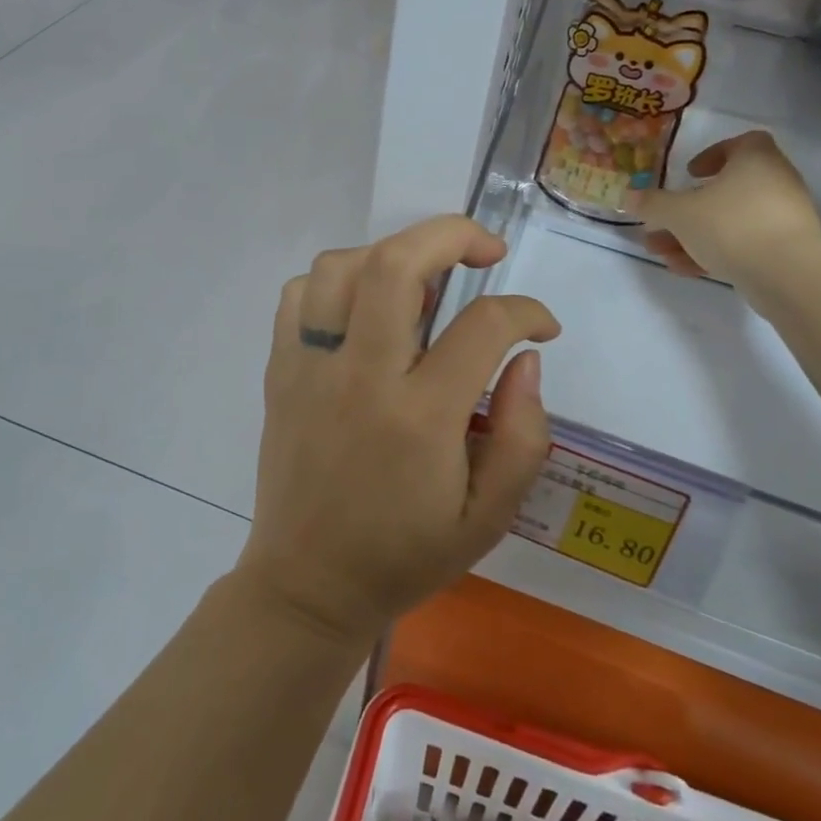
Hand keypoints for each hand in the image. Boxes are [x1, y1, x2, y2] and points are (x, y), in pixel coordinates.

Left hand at [236, 216, 561, 643]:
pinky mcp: (280, 371)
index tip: (540, 325)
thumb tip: (524, 358)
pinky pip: (300, 294)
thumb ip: (525, 435)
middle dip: (450, 234)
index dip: (525, 310)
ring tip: (421, 284)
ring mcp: (310, 369)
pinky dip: (337, 281)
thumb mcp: (490, 517)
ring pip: (341, 267)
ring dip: (390, 255)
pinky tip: (363, 310)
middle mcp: (360, 378)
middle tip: (483, 250)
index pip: (482, 325)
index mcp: (420, 418)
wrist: (308, 586)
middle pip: (396, 263)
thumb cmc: (405, 554)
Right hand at [627, 131, 820, 288]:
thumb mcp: (680, 213)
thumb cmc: (731, 225)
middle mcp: (775, 182)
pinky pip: (743, 244)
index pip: (741, 143)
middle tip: (662, 221)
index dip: (713, 154)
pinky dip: (714, 252)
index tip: (690, 173)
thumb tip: (628, 196)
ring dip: (694, 234)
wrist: (786, 273)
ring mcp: (782, 218)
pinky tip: (683, 269)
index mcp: (756, 160)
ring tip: (660, 251)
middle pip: (727, 189)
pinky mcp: (785, 250)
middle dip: (689, 208)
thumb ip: (653, 204)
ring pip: (730, 221)